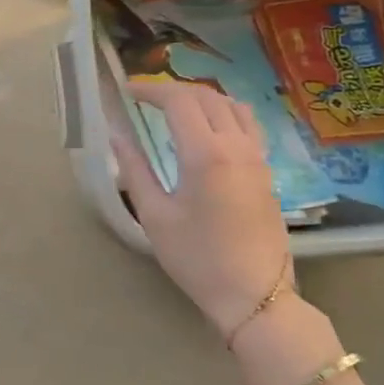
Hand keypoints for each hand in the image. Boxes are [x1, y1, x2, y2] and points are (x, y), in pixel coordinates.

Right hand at [114, 81, 290, 339]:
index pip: (179, 101)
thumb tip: (116, 136)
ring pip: (233, 106)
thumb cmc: (197, 258)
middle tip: (144, 99)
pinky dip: (224, 113)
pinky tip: (208, 130)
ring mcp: (257, 157)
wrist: (254, 295)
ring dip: (202, 98)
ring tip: (176, 109)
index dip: (150, 90)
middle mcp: (237, 146)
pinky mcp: (266, 171)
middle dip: (173, 91)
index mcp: (206, 154)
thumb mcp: (155, 216)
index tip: (126, 92)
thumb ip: (135, 170)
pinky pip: (248, 125)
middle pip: (207, 97)